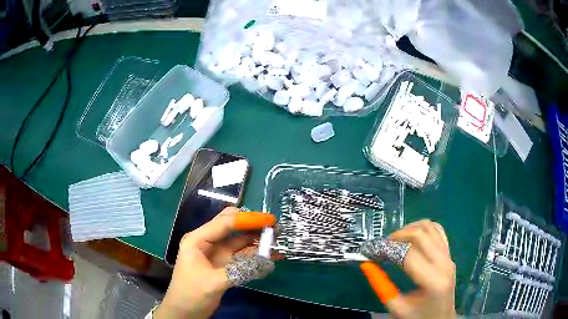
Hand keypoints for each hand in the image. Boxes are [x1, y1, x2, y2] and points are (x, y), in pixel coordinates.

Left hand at [155, 207, 275, 318]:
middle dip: (252, 225)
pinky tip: (269, 255)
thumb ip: (239, 271)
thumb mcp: (213, 282)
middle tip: (274, 227)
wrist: (184, 311)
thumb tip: (266, 262)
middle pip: (232, 226)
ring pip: (239, 240)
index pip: (225, 223)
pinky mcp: (224, 265)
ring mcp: (217, 253)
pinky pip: (242, 255)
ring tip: (276, 239)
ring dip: (256, 239)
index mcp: (198, 240)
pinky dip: (255, 254)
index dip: (248, 219)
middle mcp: (208, 242)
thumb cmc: (191, 294)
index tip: (270, 220)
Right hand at [360, 220, 455, 318]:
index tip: (372, 250)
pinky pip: (438, 231)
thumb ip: (381, 286)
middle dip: (398, 235)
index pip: (408, 254)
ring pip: (431, 228)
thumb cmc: (418, 317)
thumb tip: (367, 264)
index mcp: (432, 280)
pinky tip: (413, 237)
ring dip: (411, 228)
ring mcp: (449, 257)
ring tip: (397, 239)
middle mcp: (444, 264)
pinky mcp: (450, 255)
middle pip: (421, 235)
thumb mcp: (396, 307)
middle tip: (384, 244)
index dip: (388, 249)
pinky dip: (424, 228)